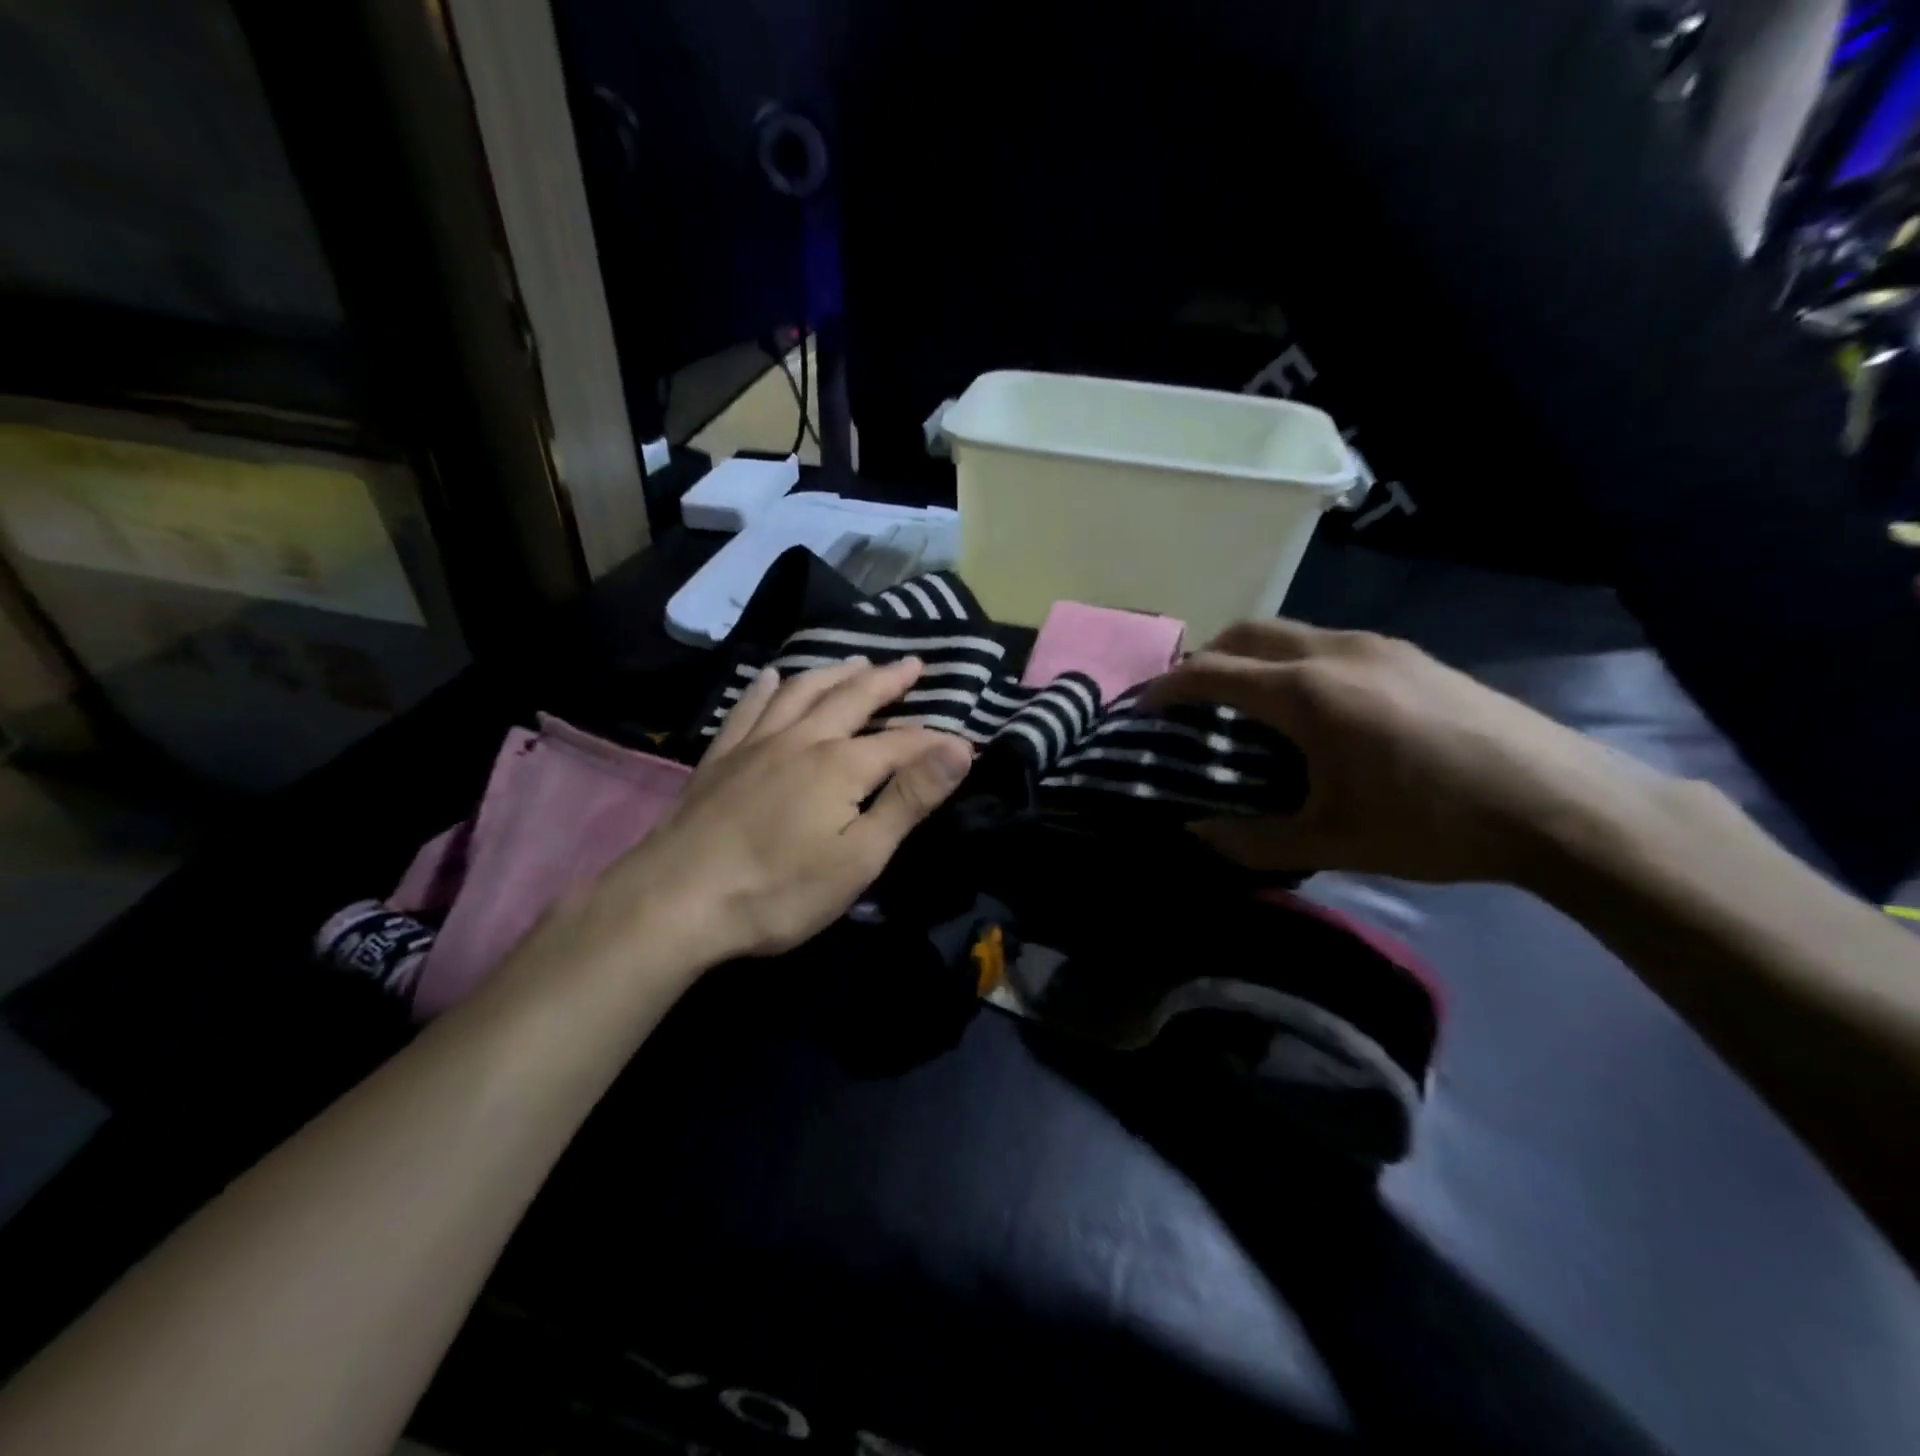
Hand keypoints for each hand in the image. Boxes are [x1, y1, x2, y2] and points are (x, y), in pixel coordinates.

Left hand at [606, 657, 972, 965]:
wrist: (677, 901)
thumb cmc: (779, 890)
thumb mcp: (859, 857)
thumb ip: (909, 799)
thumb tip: (958, 749)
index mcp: (842, 765)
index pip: (903, 743)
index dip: (937, 741)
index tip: (965, 741)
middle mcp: (803, 739)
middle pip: (853, 698)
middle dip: (887, 680)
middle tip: (912, 664)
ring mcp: (757, 743)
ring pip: (802, 692)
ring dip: (834, 673)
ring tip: (855, 662)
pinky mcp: (721, 757)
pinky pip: (749, 708)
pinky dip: (766, 688)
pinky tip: (772, 677)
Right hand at [1147, 619, 1669, 885]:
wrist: (1561, 803)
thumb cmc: (1433, 823)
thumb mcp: (1333, 842)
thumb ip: (1251, 840)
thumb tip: (1196, 833)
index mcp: (1306, 693)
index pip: (1212, 672)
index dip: (1168, 687)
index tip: (1143, 707)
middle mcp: (1334, 652)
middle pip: (1246, 633)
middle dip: (1206, 659)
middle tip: (1190, 701)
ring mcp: (1377, 645)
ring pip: (1289, 632)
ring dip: (1251, 657)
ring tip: (1247, 704)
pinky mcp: (1409, 653)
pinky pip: (1326, 642)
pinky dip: (1292, 661)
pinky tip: (1314, 706)